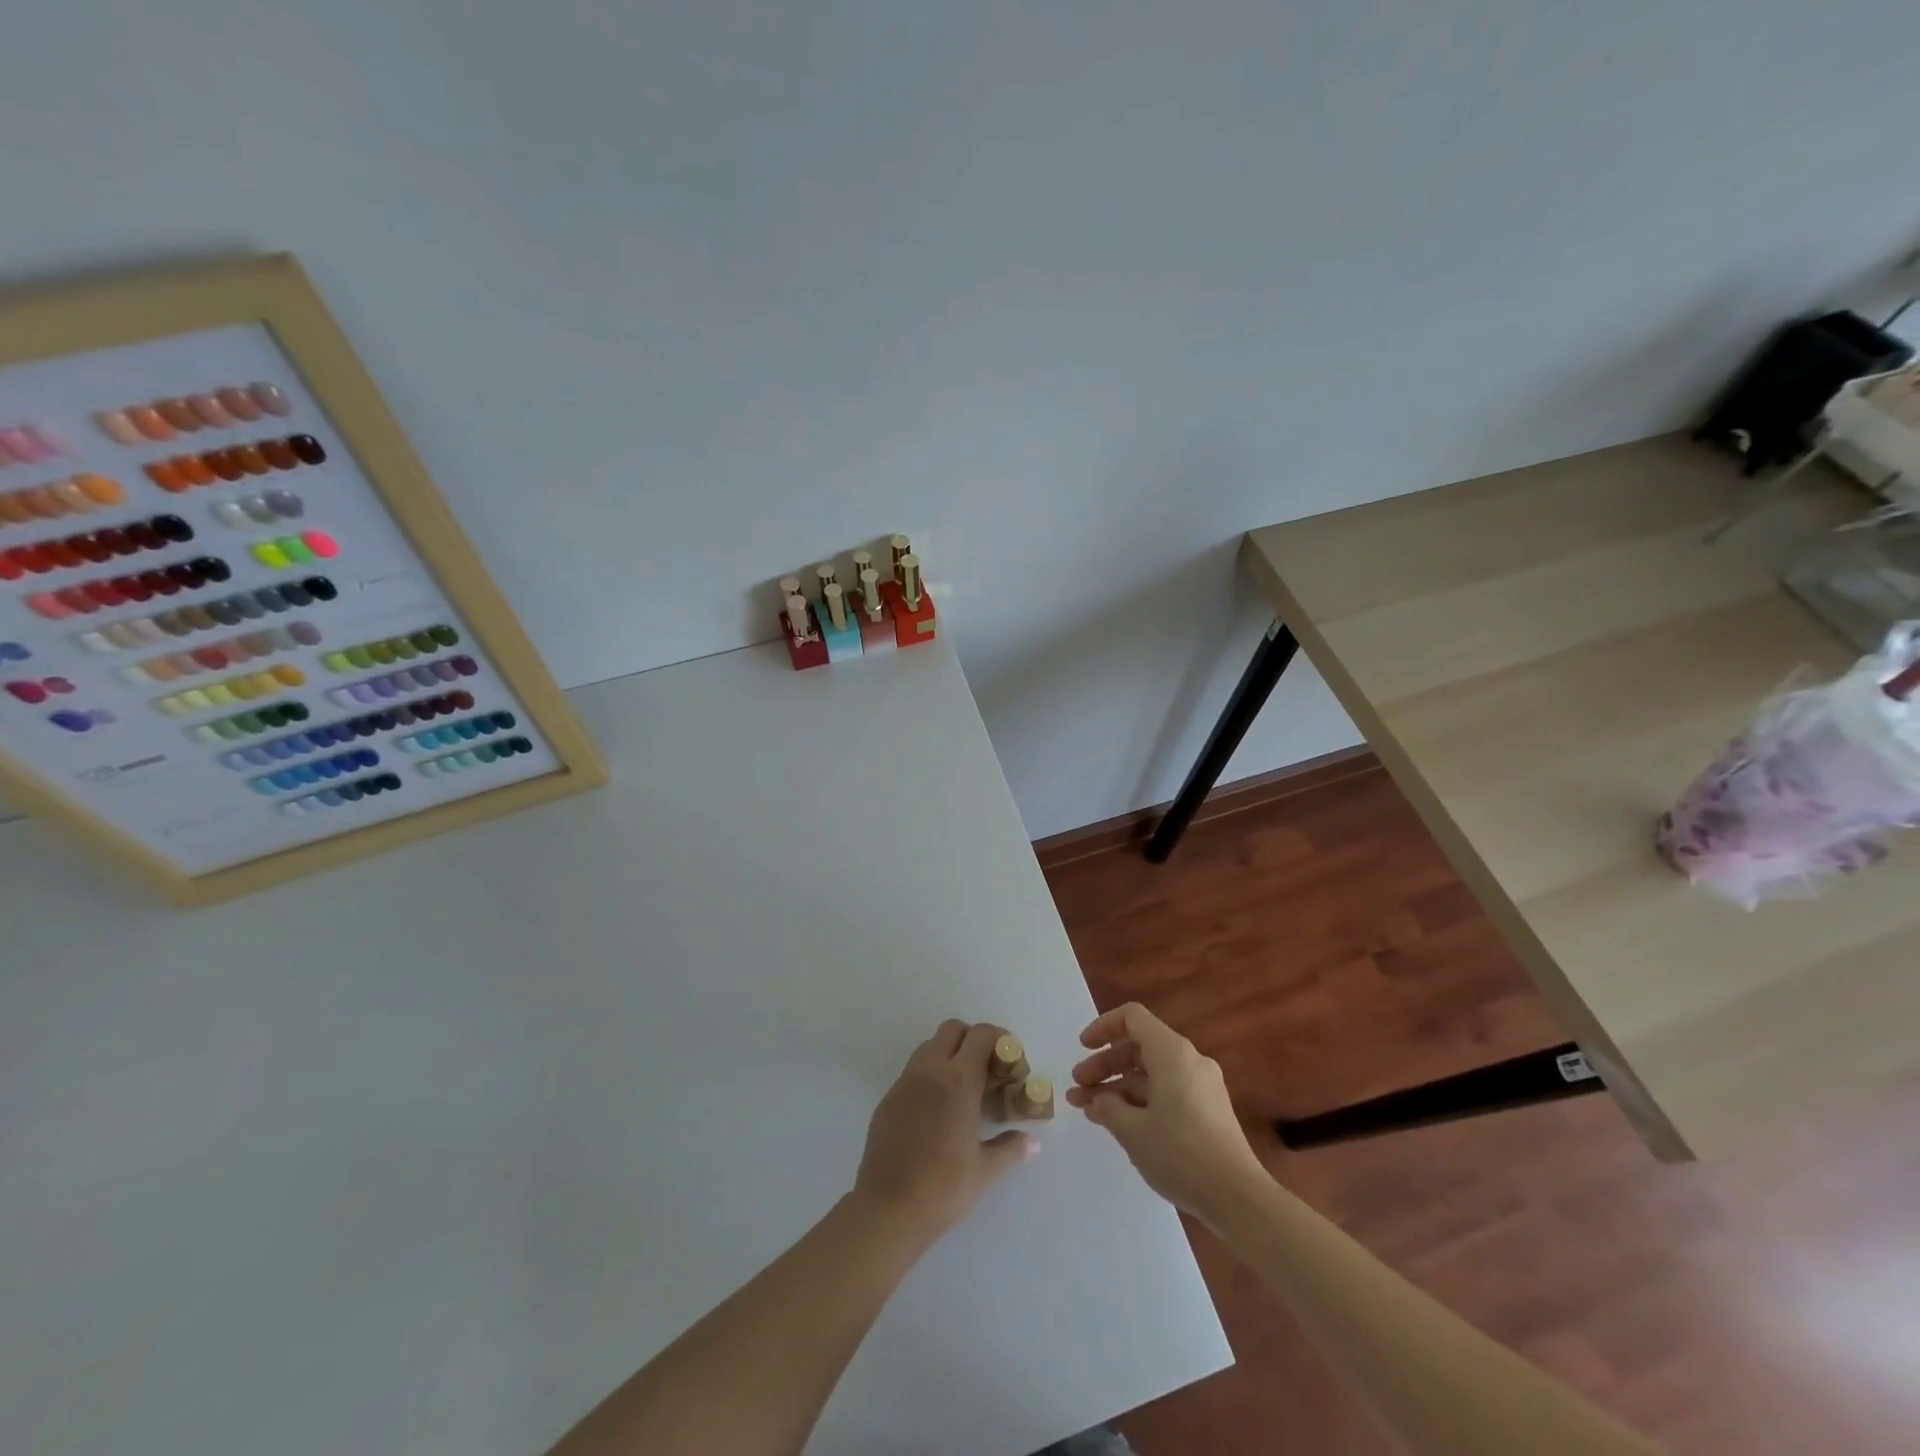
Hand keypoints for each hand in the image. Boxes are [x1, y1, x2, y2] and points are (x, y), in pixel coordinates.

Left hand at [852, 1020, 1038, 1248]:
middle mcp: (930, 1070)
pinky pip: (914, 1072)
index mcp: (958, 1080)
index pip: (981, 1035)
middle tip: (989, 1071)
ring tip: (965, 1090)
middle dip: (974, 1040)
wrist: (887, 1209)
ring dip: (950, 1055)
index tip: (1011, 1062)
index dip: (1000, 1040)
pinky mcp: (888, 1098)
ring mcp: (905, 1082)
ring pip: (930, 1047)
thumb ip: (1011, 1148)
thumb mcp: (985, 1170)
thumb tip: (1032, 1142)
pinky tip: (939, 1111)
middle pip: (953, 1030)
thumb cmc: (943, 1188)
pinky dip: (931, 1076)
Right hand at [1066, 1002, 1265, 1227]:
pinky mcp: (1209, 1110)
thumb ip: (1107, 1107)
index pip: (1132, 1018)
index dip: (1103, 1027)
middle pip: (1139, 1047)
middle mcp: (1189, 1060)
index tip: (1082, 1049)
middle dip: (1105, 1065)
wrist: (1239, 1198)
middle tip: (1078, 1088)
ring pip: (1152, 1072)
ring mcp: (1202, 1085)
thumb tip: (1097, 1099)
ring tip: (1091, 1111)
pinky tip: (1122, 1124)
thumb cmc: (1181, 1154)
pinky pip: (1167, 1090)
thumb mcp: (1132, 1130)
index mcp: (1171, 1052)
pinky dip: (1141, 1100)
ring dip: (1119, 1087)